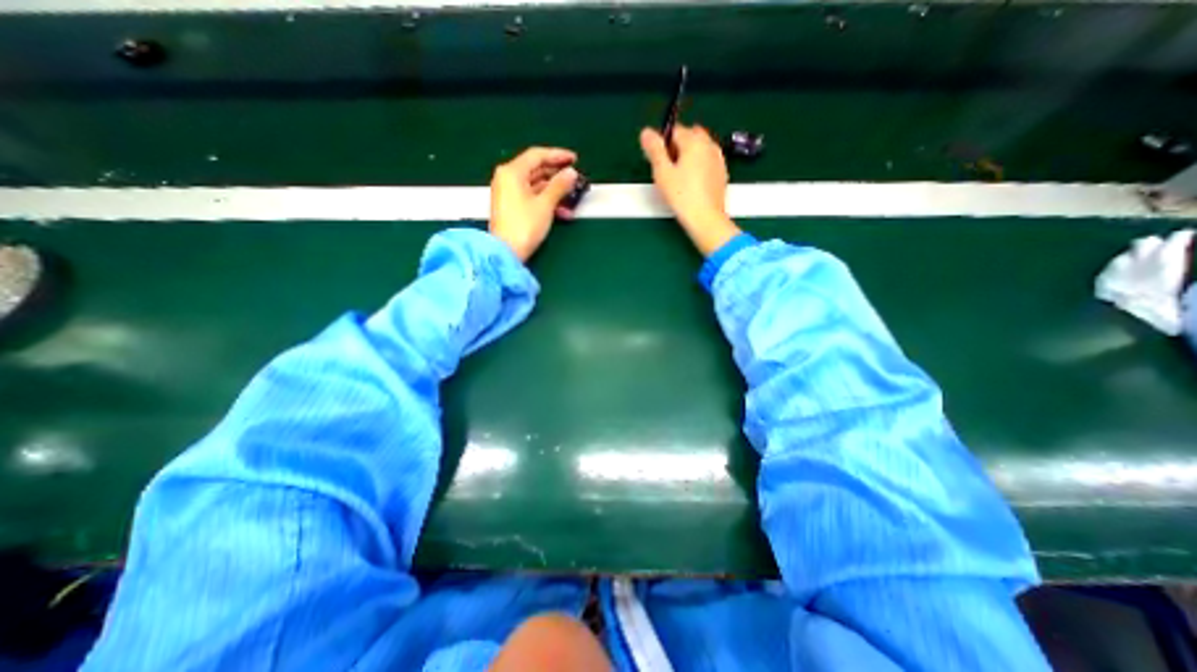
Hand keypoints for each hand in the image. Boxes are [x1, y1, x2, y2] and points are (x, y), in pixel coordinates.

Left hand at [489, 147, 578, 263]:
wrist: (506, 253)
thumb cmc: (524, 226)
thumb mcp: (545, 204)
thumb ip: (559, 186)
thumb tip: (571, 173)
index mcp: (512, 172)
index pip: (537, 155)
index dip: (558, 155)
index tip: (574, 159)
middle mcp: (507, 179)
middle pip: (536, 170)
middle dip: (558, 175)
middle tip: (575, 179)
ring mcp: (508, 194)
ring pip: (536, 186)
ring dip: (555, 191)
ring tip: (572, 197)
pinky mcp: (512, 207)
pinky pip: (532, 198)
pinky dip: (547, 202)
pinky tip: (562, 211)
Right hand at [645, 123, 740, 253]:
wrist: (705, 218)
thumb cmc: (681, 195)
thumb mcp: (662, 172)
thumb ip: (654, 150)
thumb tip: (646, 132)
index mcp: (694, 141)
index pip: (675, 131)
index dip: (663, 144)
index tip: (658, 163)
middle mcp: (709, 144)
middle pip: (690, 136)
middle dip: (678, 146)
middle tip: (669, 169)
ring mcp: (718, 158)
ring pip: (700, 148)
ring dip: (689, 155)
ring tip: (680, 177)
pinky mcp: (722, 173)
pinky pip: (707, 161)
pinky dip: (699, 165)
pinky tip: (692, 183)